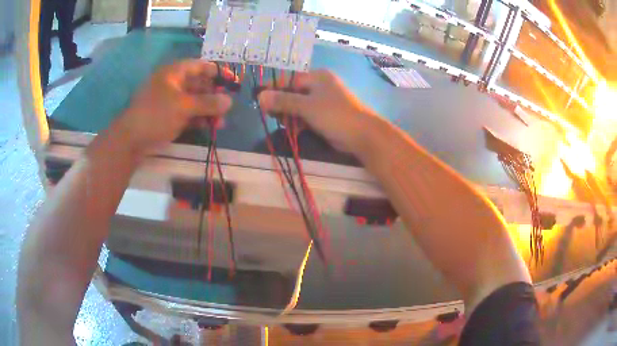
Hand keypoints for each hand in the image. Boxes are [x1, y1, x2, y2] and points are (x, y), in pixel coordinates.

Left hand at [115, 59, 232, 154]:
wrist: (131, 140)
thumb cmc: (156, 115)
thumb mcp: (184, 107)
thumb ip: (208, 102)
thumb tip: (229, 101)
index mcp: (175, 73)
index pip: (200, 66)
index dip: (217, 72)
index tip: (232, 81)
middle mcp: (174, 84)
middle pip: (199, 85)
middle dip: (214, 96)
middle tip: (227, 108)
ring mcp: (171, 101)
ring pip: (195, 101)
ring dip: (208, 111)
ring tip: (220, 124)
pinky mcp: (169, 116)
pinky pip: (188, 114)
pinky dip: (199, 119)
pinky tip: (209, 127)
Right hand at [258, 70, 376, 153]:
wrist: (362, 135)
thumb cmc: (334, 114)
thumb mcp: (306, 106)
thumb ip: (283, 101)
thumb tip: (259, 96)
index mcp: (317, 77)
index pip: (288, 80)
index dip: (273, 89)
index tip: (259, 100)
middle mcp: (319, 86)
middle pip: (292, 92)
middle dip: (281, 104)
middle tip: (271, 116)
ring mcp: (323, 101)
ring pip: (298, 105)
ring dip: (289, 114)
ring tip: (282, 123)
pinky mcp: (325, 115)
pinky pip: (306, 115)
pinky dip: (299, 121)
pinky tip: (292, 129)